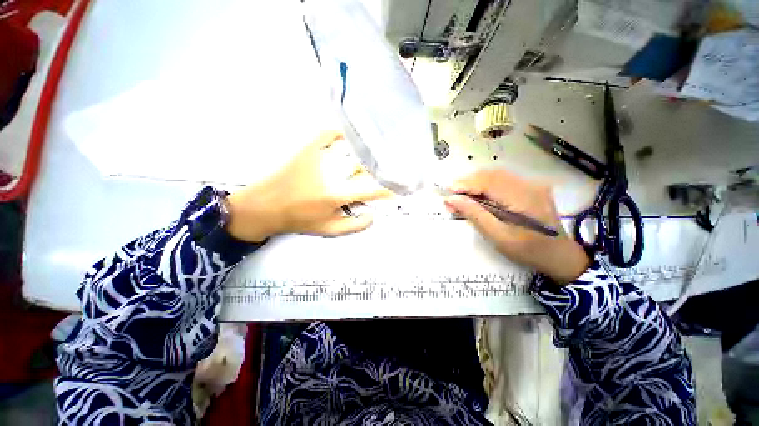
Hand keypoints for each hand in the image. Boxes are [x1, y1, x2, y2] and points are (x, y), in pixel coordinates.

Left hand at [226, 131, 391, 241]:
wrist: (264, 206)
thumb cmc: (295, 220)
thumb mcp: (325, 230)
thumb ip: (352, 226)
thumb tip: (373, 216)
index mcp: (336, 195)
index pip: (370, 189)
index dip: (387, 188)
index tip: (396, 188)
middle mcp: (330, 174)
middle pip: (363, 166)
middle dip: (376, 169)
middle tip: (381, 171)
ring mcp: (317, 158)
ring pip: (348, 150)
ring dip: (361, 152)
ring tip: (369, 154)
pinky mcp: (305, 149)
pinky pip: (326, 134)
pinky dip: (337, 133)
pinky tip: (343, 135)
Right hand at [444, 169, 588, 283]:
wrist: (559, 254)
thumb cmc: (529, 252)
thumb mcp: (501, 239)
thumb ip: (477, 216)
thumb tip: (453, 200)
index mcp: (523, 198)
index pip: (489, 182)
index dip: (467, 184)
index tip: (447, 191)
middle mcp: (529, 184)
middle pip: (494, 174)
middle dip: (471, 181)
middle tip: (453, 194)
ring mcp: (534, 184)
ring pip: (501, 175)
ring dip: (481, 182)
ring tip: (465, 194)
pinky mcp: (535, 187)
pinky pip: (509, 180)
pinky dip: (493, 184)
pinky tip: (484, 195)